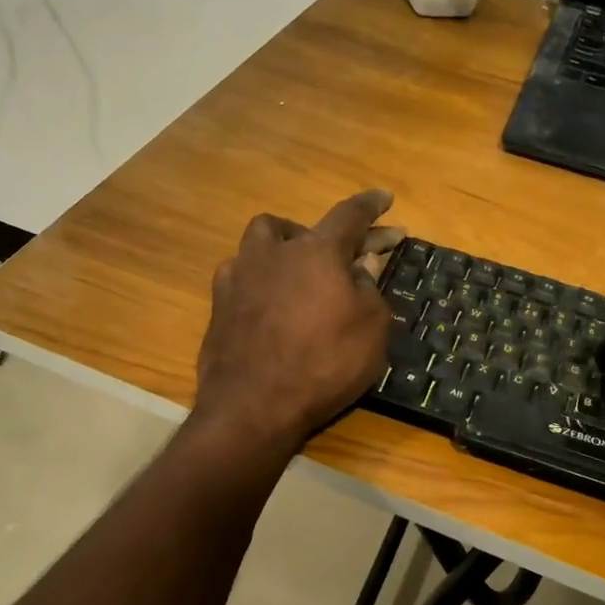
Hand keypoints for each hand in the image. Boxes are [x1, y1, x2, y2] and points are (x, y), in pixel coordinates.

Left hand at [193, 190, 402, 451]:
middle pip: (304, 227)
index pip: (350, 215)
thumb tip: (361, 264)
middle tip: (350, 256)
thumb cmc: (324, 365)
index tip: (385, 198)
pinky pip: (242, 273)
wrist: (253, 406)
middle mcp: (274, 251)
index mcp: (317, 251)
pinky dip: (261, 276)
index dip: (371, 206)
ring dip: (285, 245)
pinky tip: (268, 297)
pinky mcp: (219, 303)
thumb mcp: (371, 329)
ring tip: (301, 267)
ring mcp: (240, 275)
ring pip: (262, 240)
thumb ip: (369, 288)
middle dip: (332, 237)